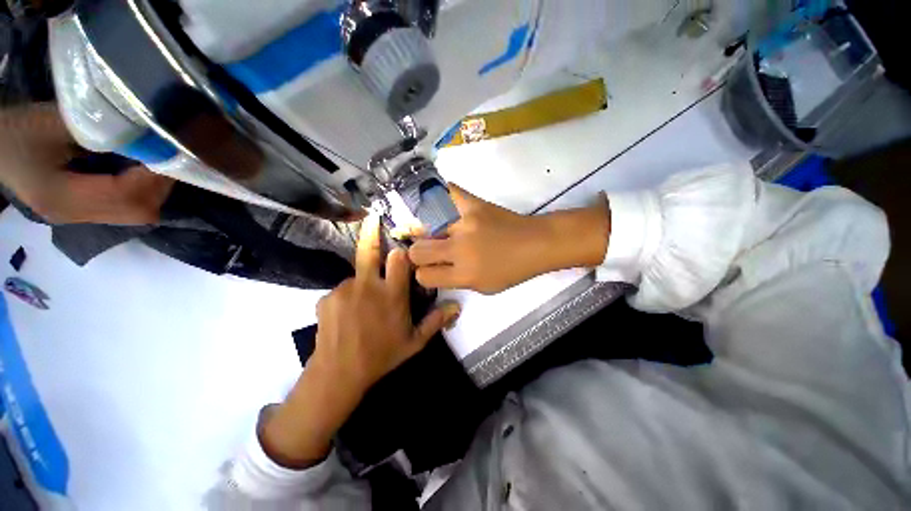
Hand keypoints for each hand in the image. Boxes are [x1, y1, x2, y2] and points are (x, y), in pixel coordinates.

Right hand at [0, 104, 173, 224]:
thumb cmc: (16, 131)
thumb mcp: (55, 123)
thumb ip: (101, 131)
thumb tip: (150, 137)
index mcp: (63, 199)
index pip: (127, 196)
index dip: (155, 176)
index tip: (172, 152)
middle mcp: (74, 217)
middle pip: (137, 211)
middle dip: (161, 185)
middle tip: (170, 157)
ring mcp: (77, 217)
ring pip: (135, 213)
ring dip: (154, 189)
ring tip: (158, 162)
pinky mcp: (80, 212)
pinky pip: (123, 208)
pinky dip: (140, 191)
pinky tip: (140, 171)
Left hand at [311, 213, 460, 397]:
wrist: (338, 374)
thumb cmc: (381, 356)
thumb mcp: (414, 342)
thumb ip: (436, 321)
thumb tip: (458, 306)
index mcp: (392, 295)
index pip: (399, 259)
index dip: (401, 252)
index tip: (402, 250)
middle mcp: (368, 286)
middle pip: (370, 251)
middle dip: (371, 232)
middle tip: (371, 217)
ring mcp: (344, 290)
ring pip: (357, 277)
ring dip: (363, 285)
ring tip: (363, 308)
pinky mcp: (326, 297)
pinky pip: (342, 291)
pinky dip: (348, 298)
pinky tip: (348, 317)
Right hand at [408, 185, 610, 293]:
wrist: (535, 243)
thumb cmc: (512, 270)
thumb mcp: (483, 287)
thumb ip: (454, 279)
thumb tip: (432, 267)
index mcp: (464, 275)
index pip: (424, 276)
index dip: (424, 274)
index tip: (430, 269)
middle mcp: (460, 250)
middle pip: (418, 251)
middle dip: (419, 254)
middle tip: (430, 250)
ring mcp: (465, 224)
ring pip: (425, 227)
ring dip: (429, 233)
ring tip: (438, 230)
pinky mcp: (472, 204)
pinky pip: (446, 194)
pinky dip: (439, 197)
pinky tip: (438, 201)